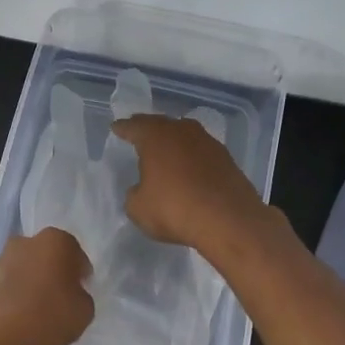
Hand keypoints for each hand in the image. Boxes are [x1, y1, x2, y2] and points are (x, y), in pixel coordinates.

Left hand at [0, 227, 94, 344]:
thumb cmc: (48, 314)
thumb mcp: (84, 312)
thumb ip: (82, 297)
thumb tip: (72, 295)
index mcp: (56, 241)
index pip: (76, 254)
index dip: (80, 274)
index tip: (81, 292)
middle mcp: (27, 241)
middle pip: (47, 256)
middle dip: (53, 274)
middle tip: (59, 299)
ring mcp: (1, 258)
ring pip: (24, 268)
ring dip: (31, 283)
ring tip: (36, 312)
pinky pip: (7, 284)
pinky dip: (12, 295)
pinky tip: (17, 317)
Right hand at [110, 114, 271, 249]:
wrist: (228, 220)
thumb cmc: (174, 209)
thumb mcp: (139, 208)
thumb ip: (135, 194)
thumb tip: (142, 189)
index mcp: (155, 136)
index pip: (134, 126)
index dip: (123, 128)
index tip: (116, 127)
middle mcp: (182, 131)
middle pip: (161, 124)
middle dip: (148, 128)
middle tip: (138, 132)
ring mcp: (208, 142)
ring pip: (184, 135)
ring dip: (174, 141)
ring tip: (165, 150)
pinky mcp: (226, 158)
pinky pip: (201, 151)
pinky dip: (192, 157)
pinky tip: (189, 168)